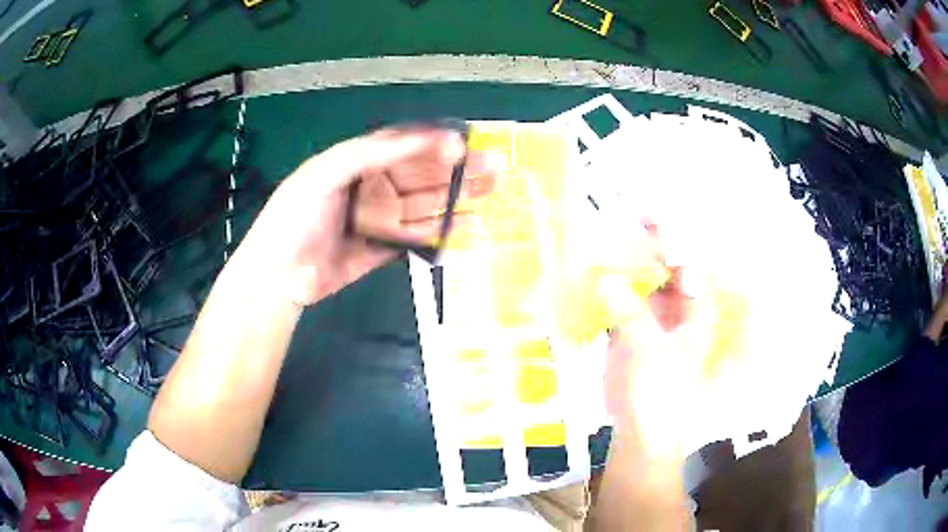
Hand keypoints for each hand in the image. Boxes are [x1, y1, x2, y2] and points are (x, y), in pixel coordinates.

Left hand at [230, 127, 499, 306]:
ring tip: (490, 195)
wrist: (279, 274)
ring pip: (425, 206)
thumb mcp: (328, 171)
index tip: (467, 147)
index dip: (436, 145)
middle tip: (494, 169)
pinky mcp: (382, 249)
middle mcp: (373, 188)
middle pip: (422, 176)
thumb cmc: (297, 215)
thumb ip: (374, 151)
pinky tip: (465, 228)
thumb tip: (427, 136)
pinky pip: (416, 238)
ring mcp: (379, 220)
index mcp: (359, 163)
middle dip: (457, 171)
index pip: (406, 148)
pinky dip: (440, 234)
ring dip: (456, 200)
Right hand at [604, 223, 702, 457]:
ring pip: (635, 284)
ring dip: (618, 266)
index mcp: (692, 310)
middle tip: (613, 222)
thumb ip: (629, 313)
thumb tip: (604, 280)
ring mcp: (648, 320)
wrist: (641, 430)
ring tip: (595, 242)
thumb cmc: (659, 392)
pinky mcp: (626, 332)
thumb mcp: (648, 350)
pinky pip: (616, 302)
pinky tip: (586, 275)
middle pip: (659, 269)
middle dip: (640, 247)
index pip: (683, 265)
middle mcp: (673, 309)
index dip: (668, 240)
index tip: (645, 217)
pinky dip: (603, 290)